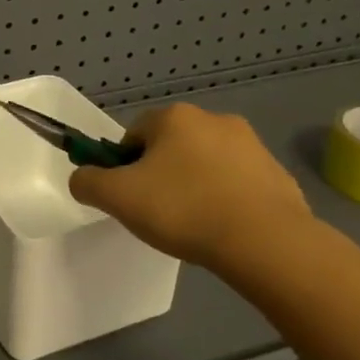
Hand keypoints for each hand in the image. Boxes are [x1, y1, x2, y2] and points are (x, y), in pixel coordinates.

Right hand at [69, 105, 314, 280]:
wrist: (265, 241)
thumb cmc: (183, 210)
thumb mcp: (117, 198)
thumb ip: (88, 182)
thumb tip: (83, 178)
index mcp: (174, 117)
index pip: (133, 134)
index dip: (124, 166)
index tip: (130, 197)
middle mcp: (214, 119)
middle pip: (170, 146)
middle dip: (161, 174)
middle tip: (159, 212)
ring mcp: (251, 145)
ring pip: (205, 164)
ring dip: (195, 185)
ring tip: (194, 225)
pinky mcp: (277, 173)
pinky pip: (237, 184)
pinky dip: (226, 200)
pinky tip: (224, 228)